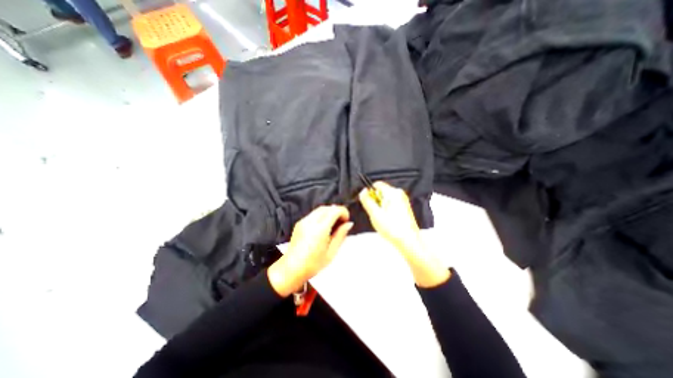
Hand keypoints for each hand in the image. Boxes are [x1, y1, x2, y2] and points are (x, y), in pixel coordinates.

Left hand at [268, 205, 351, 296]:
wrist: (291, 269)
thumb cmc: (313, 264)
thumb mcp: (331, 252)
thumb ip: (341, 235)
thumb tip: (349, 224)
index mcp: (320, 230)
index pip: (334, 211)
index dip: (343, 212)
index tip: (346, 220)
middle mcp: (311, 222)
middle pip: (327, 208)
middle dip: (337, 211)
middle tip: (342, 222)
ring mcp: (303, 221)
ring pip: (320, 209)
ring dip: (329, 212)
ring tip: (334, 224)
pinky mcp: (299, 223)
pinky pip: (313, 214)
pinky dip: (321, 215)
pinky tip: (324, 226)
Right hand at [361, 182, 447, 288]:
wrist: (408, 241)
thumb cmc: (393, 228)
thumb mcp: (375, 214)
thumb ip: (367, 201)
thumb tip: (362, 191)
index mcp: (393, 193)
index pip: (377, 184)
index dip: (369, 192)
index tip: (367, 202)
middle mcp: (399, 194)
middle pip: (381, 192)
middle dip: (375, 201)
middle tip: (375, 213)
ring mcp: (402, 200)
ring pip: (385, 199)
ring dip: (380, 206)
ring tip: (381, 218)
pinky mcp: (404, 207)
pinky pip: (390, 204)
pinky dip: (386, 210)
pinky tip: (387, 220)